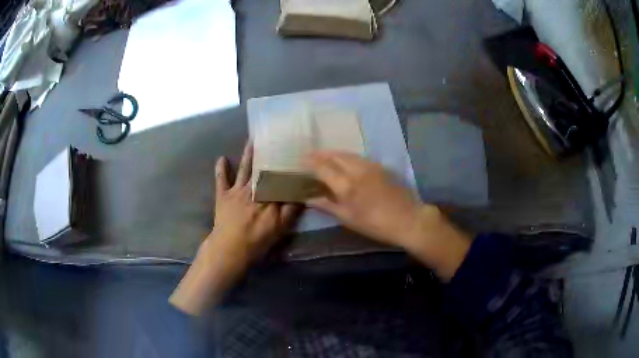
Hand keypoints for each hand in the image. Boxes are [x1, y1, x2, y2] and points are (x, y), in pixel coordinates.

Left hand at [212, 142, 299, 262]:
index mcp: (269, 196)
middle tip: (271, 138)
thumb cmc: (257, 240)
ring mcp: (237, 190)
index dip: (285, 166)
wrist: (230, 248)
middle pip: (262, 169)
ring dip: (248, 154)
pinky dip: (221, 169)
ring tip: (251, 140)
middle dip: (267, 154)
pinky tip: (221, 158)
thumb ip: (290, 210)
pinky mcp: (223, 195)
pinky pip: (221, 180)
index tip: (291, 153)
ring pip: (245, 169)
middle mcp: (254, 189)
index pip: (279, 178)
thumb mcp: (280, 228)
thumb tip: (300, 194)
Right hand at [306, 151, 426, 247]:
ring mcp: (370, 166)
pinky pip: (359, 157)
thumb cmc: (376, 224)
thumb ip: (328, 206)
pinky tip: (345, 160)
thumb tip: (309, 199)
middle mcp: (357, 170)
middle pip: (335, 156)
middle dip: (321, 154)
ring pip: (348, 154)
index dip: (311, 162)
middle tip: (310, 154)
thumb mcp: (349, 219)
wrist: (408, 219)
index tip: (301, 160)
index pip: (323, 167)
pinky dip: (347, 156)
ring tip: (325, 155)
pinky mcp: (381, 167)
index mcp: (346, 185)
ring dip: (334, 153)